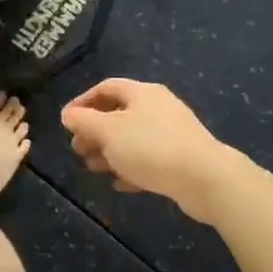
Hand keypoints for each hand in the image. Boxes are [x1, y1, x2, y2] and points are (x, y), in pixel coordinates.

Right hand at [60, 79, 248, 224]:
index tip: (66, 121)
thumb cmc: (150, 147)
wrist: (205, 179)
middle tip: (78, 149)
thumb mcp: (108, 131)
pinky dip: (130, 167)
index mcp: (142, 93)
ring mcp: (172, 133)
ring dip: (109, 152)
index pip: (105, 88)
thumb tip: (68, 114)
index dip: (82, 102)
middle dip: (94, 132)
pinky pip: (149, 159)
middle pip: (118, 114)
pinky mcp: (181, 158)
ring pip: (132, 138)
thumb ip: (83, 121)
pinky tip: (119, 183)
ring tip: (93, 168)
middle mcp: (158, 107)